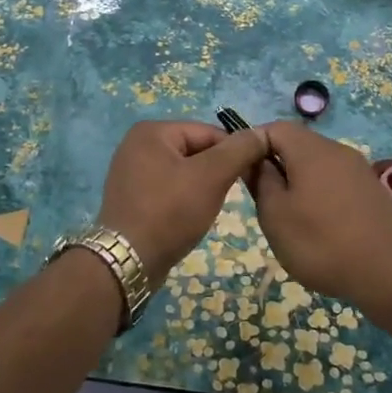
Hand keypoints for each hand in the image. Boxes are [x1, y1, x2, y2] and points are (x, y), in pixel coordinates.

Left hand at [96, 121, 271, 282]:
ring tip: (209, 208)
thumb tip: (262, 132)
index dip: (234, 152)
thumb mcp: (211, 176)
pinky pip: (168, 189)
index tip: (252, 175)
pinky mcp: (131, 197)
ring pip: (183, 172)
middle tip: (230, 195)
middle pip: (195, 151)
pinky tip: (190, 217)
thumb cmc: (171, 211)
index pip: (209, 132)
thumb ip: (239, 150)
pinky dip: (184, 199)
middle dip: (216, 171)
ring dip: (202, 187)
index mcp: (152, 131)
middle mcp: (137, 144)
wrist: (129, 261)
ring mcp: (131, 172)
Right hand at [245, 121, 391, 306]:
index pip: (274, 128)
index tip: (241, 173)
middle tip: (263, 202)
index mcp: (311, 149)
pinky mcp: (372, 192)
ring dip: (297, 185)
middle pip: (297, 145)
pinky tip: (319, 229)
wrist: (391, 274)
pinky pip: (335, 183)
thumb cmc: (322, 242)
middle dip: (275, 167)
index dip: (252, 144)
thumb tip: (255, 161)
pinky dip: (319, 197)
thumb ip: (260, 181)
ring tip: (290, 220)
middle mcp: (337, 150)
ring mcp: (359, 170)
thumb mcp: (275, 215)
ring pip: (316, 166)